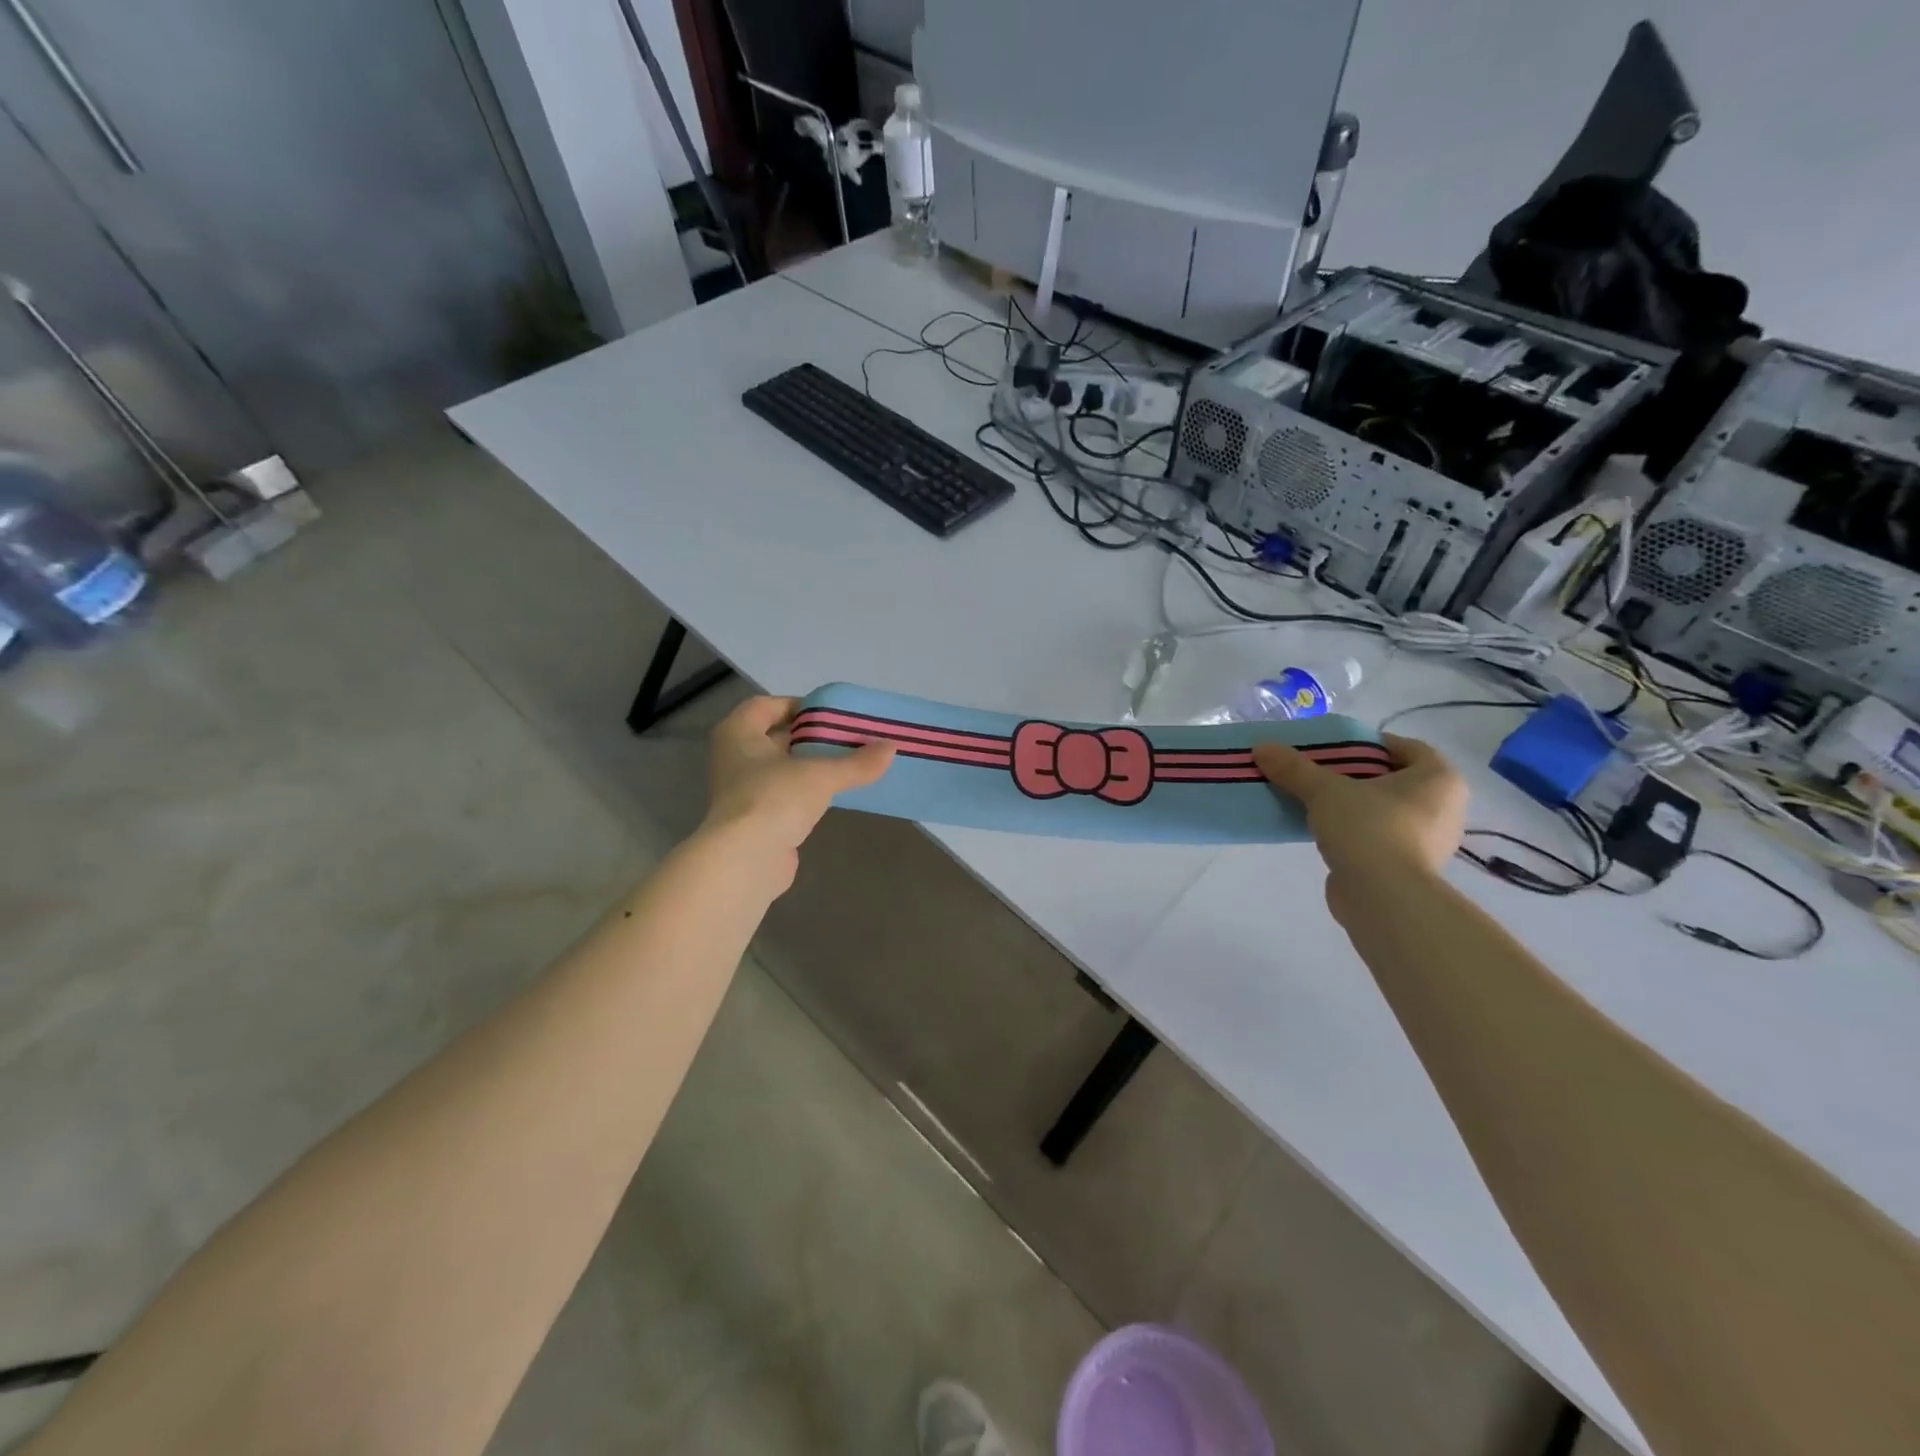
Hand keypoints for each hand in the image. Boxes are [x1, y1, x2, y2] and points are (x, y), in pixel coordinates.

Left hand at [700, 696, 894, 880]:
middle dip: (810, 736)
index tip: (831, 714)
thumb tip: (892, 748)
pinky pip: (784, 795)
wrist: (745, 861)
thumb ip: (857, 762)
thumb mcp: (821, 775)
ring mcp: (742, 790)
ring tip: (848, 763)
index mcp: (738, 733)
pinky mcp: (755, 819)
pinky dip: (806, 792)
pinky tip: (834, 794)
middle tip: (847, 737)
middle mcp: (734, 757)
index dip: (798, 705)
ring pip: (782, 768)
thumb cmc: (774, 799)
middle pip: (776, 736)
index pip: (766, 706)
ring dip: (810, 765)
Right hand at [1253, 733, 1466, 918]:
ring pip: (1387, 810)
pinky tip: (1327, 833)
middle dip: (1358, 776)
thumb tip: (1261, 747)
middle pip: (1395, 780)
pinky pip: (1382, 838)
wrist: (1383, 898)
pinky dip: (1358, 833)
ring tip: (1318, 804)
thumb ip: (1294, 768)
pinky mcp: (1411, 868)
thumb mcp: (1324, 790)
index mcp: (1440, 779)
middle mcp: (1445, 808)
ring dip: (1356, 806)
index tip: (1337, 749)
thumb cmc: (1368, 829)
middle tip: (1322, 775)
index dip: (1370, 744)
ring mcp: (1431, 841)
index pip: (1406, 748)